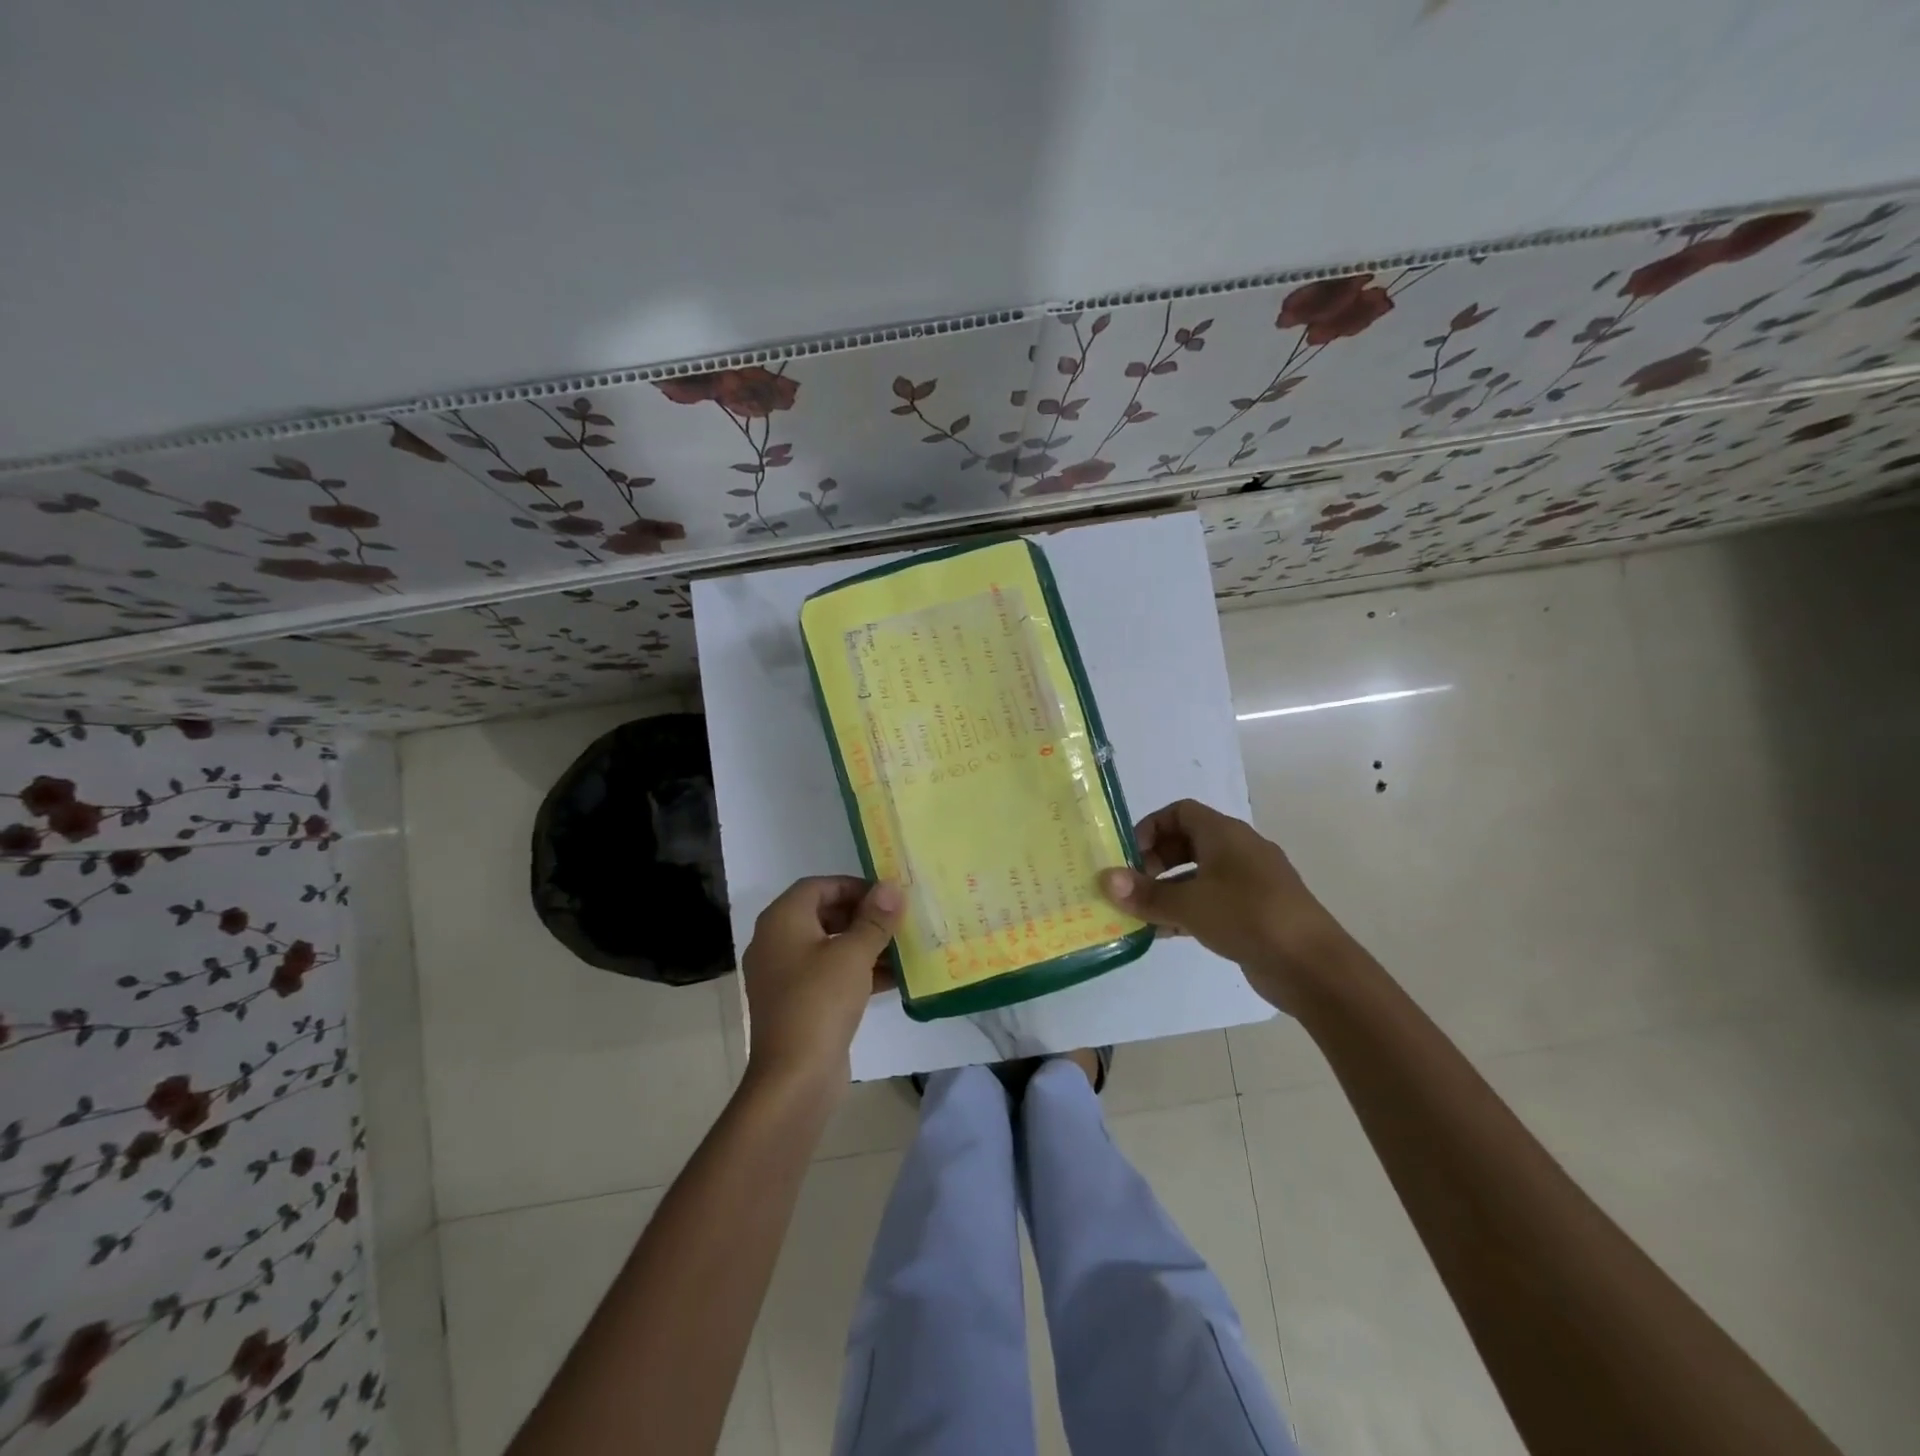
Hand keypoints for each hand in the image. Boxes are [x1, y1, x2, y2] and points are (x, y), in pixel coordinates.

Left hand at [741, 877, 902, 1089]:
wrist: (794, 1077)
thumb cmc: (820, 1001)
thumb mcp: (854, 954)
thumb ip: (875, 919)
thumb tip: (891, 888)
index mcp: (782, 920)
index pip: (818, 886)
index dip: (854, 886)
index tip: (886, 897)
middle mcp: (776, 942)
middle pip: (823, 914)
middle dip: (863, 916)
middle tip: (897, 922)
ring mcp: (784, 976)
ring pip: (829, 947)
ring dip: (864, 945)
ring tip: (903, 949)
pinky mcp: (797, 1003)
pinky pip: (828, 975)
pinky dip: (856, 972)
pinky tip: (893, 979)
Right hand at [1098, 799, 1352, 1012]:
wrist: (1313, 965)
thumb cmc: (1248, 917)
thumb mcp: (1189, 904)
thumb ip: (1145, 893)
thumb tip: (1105, 879)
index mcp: (1225, 834)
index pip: (1180, 812)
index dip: (1150, 827)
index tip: (1129, 854)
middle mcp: (1238, 850)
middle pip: (1187, 842)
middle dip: (1155, 861)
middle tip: (1133, 885)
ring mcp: (1249, 882)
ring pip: (1198, 874)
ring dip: (1168, 890)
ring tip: (1141, 913)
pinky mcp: (1255, 912)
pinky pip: (1212, 900)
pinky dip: (1188, 910)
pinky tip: (1165, 933)